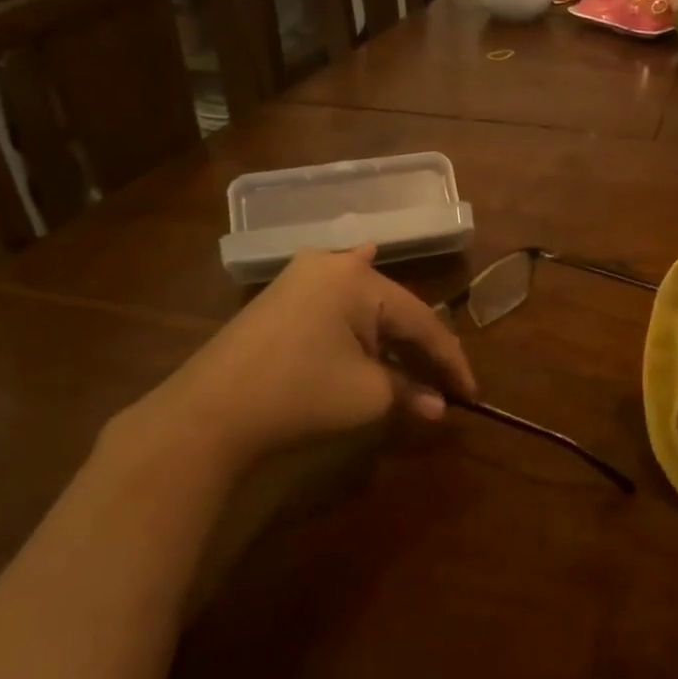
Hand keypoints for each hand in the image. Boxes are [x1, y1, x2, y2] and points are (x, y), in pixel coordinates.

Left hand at [109, 247, 475, 473]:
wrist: (206, 413)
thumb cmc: (299, 395)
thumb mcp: (367, 395)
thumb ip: (409, 392)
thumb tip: (439, 406)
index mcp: (361, 280)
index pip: (424, 322)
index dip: (451, 361)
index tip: (471, 394)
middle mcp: (333, 265)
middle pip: (395, 309)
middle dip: (420, 347)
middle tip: (445, 382)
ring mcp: (301, 277)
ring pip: (365, 303)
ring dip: (391, 333)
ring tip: (419, 352)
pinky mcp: (279, 297)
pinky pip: (334, 299)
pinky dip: (357, 309)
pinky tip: (366, 280)